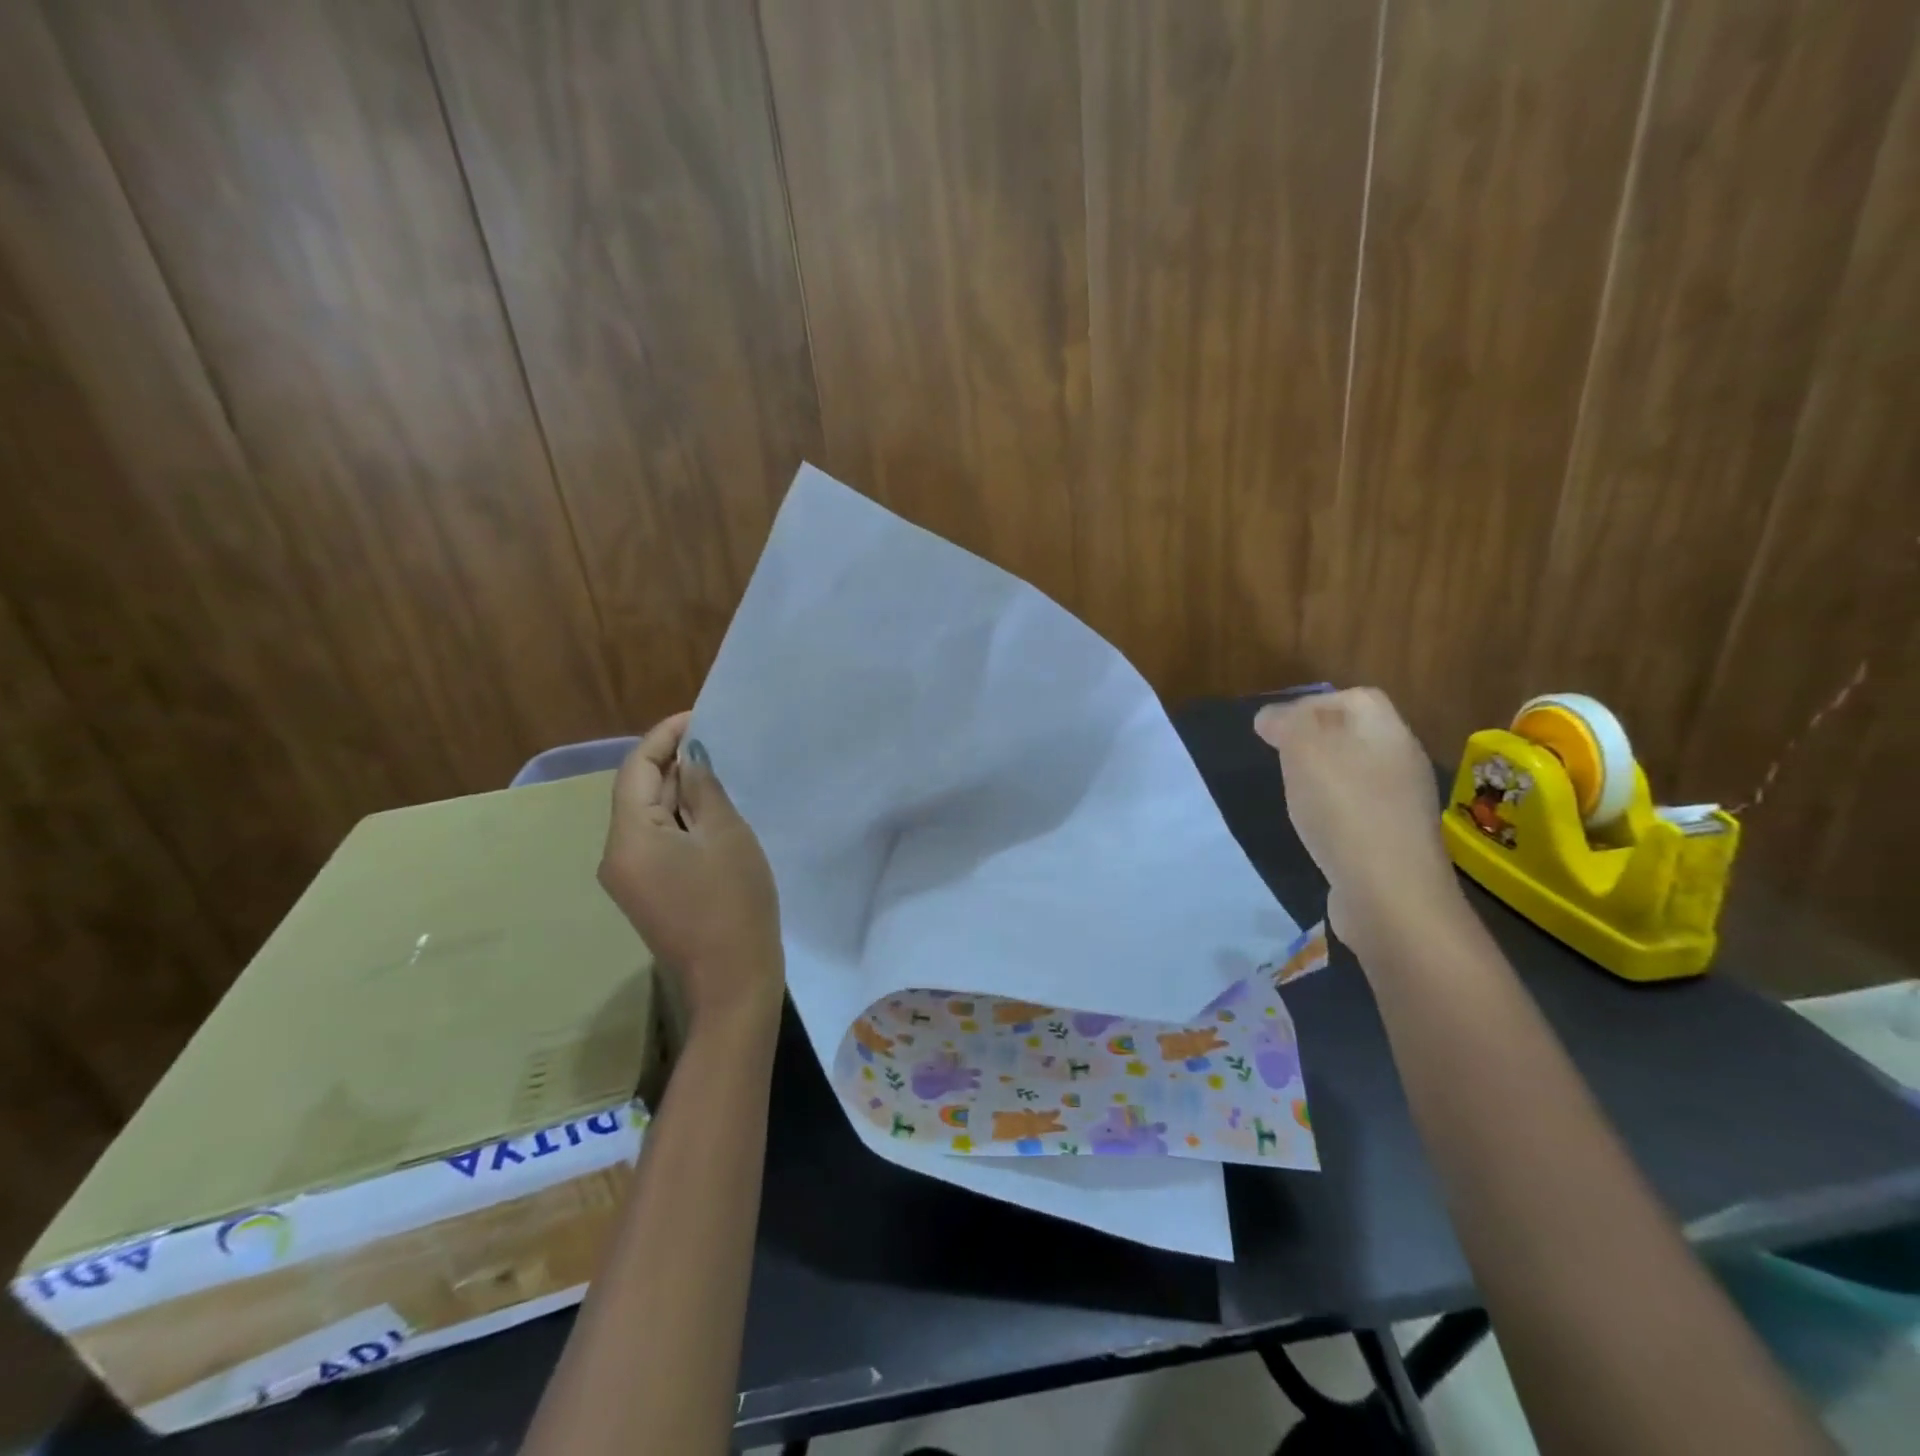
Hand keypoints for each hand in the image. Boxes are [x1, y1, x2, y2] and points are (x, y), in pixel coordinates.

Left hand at [599, 714, 783, 1026]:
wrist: (732, 982)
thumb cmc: (733, 904)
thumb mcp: (726, 836)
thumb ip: (703, 790)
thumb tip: (689, 759)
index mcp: (629, 838)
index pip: (635, 770)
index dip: (664, 737)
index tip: (698, 716)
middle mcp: (617, 855)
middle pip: (637, 793)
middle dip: (672, 762)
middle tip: (715, 738)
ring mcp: (630, 878)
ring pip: (649, 817)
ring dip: (678, 790)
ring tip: (718, 766)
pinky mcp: (648, 892)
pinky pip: (658, 841)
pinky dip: (681, 818)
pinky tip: (711, 808)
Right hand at [1254, 688, 1466, 957]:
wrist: (1390, 895)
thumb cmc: (1344, 810)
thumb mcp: (1304, 751)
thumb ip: (1285, 724)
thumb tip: (1271, 717)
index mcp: (1387, 732)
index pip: (1355, 698)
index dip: (1313, 704)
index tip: (1275, 730)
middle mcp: (1402, 762)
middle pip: (1356, 735)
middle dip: (1314, 742)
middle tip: (1280, 760)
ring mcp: (1402, 804)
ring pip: (1356, 773)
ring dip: (1322, 778)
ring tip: (1293, 794)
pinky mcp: (1394, 841)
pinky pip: (1359, 810)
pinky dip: (1333, 812)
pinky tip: (1315, 830)